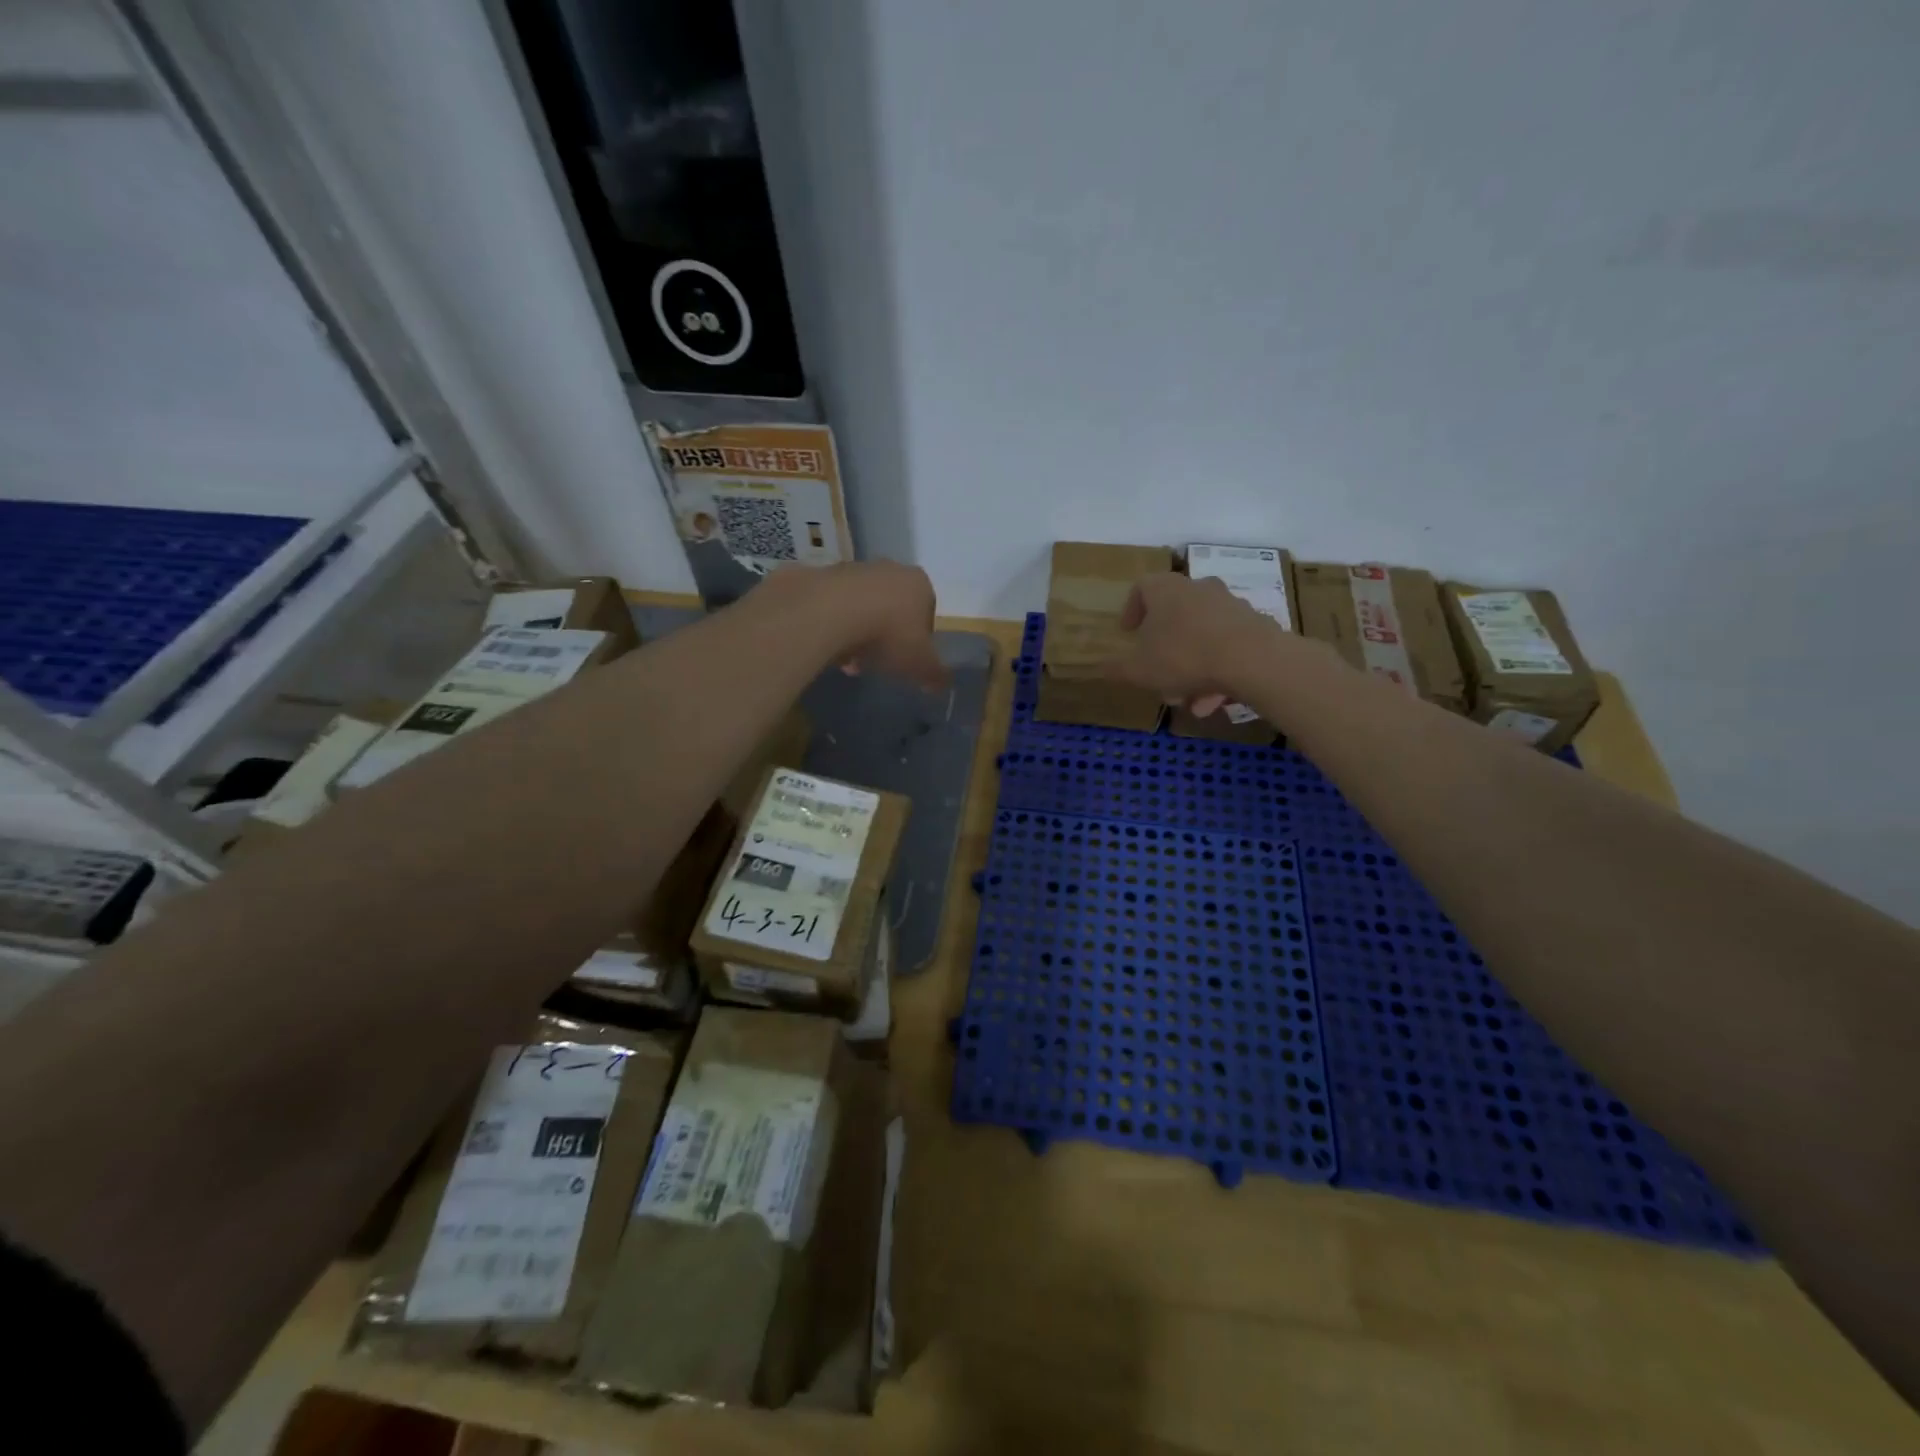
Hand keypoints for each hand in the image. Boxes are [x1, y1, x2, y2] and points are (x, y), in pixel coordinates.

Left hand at [765, 561, 947, 690]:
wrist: (831, 612)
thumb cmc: (889, 634)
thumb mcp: (920, 663)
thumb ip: (935, 674)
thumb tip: (943, 684)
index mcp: (920, 584)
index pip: (927, 612)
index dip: (919, 640)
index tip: (907, 661)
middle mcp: (890, 568)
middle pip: (893, 608)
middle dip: (886, 637)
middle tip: (877, 663)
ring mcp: (854, 569)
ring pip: (862, 608)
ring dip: (859, 634)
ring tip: (849, 662)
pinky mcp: (823, 575)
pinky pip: (835, 607)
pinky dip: (835, 626)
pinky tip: (829, 648)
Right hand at [1102, 572, 1298, 713]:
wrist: (1253, 660)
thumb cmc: (1183, 656)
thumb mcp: (1138, 670)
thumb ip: (1116, 669)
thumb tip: (1102, 667)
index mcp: (1166, 590)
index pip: (1142, 588)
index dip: (1131, 610)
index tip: (1128, 633)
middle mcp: (1198, 589)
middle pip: (1174, 617)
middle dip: (1164, 651)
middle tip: (1158, 676)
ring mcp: (1230, 605)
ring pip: (1201, 637)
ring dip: (1191, 669)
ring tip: (1189, 701)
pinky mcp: (1255, 625)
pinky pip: (1227, 648)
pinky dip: (1217, 672)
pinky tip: (1214, 702)